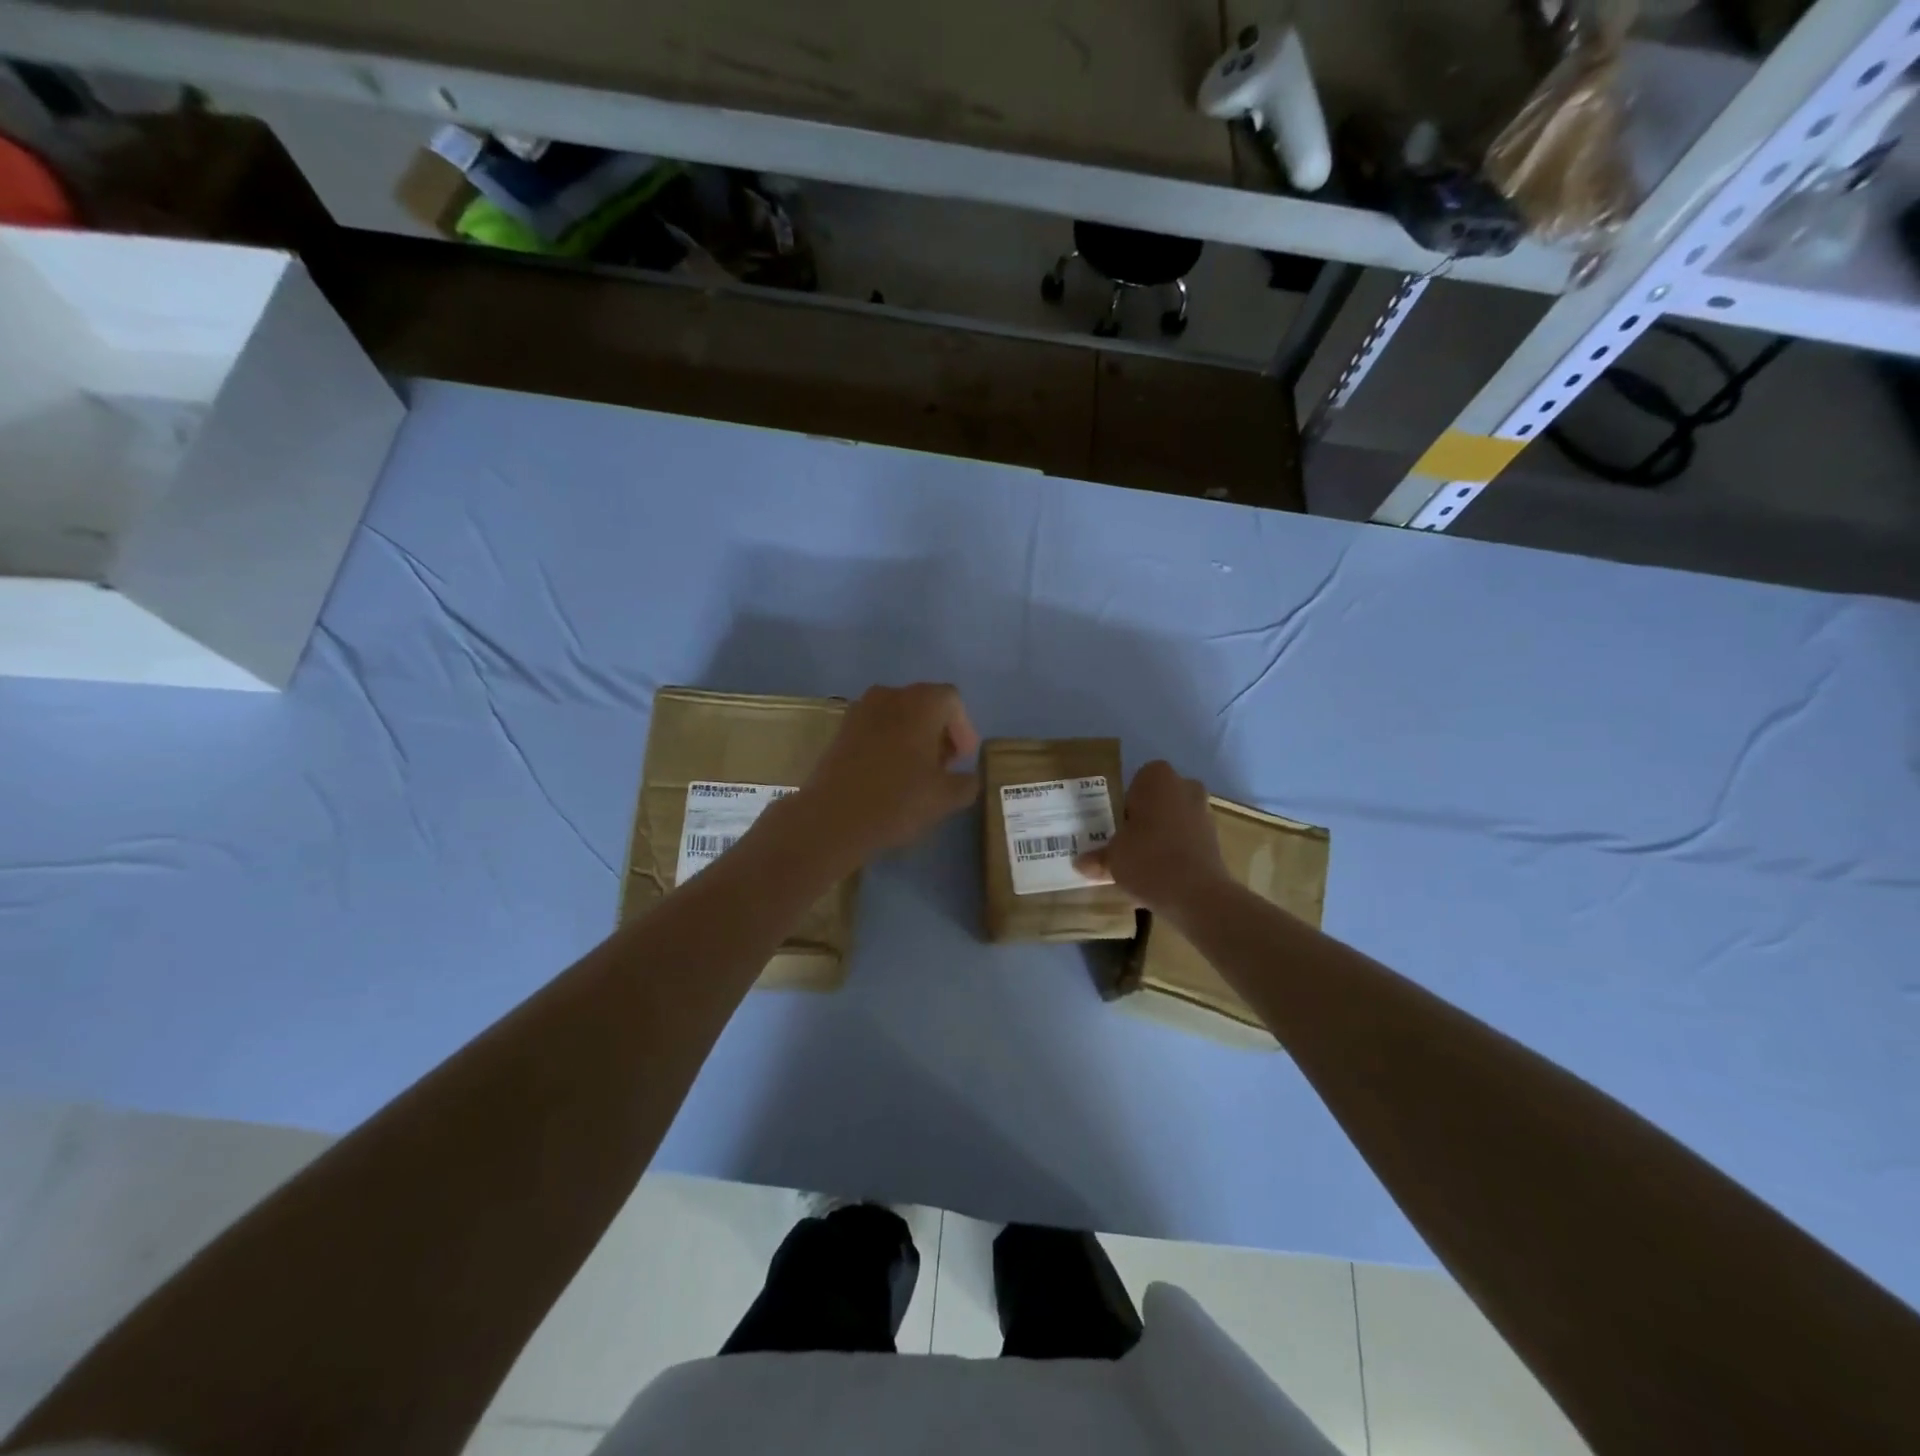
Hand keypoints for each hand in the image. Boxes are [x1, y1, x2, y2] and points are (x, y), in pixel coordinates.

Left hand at [793, 683, 979, 863]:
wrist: (832, 818)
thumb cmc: (897, 801)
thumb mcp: (945, 798)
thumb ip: (967, 782)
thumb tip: (968, 777)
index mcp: (921, 702)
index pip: (952, 701)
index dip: (963, 729)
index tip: (962, 760)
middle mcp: (890, 695)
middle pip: (925, 704)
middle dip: (939, 732)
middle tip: (944, 766)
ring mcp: (861, 710)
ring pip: (899, 715)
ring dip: (914, 737)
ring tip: (917, 772)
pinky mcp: (841, 729)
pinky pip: (876, 727)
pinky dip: (889, 742)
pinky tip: (890, 774)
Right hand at [1076, 760, 1228, 917]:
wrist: (1197, 894)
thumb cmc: (1147, 859)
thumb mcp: (1112, 858)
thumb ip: (1097, 857)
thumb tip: (1081, 863)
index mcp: (1157, 778)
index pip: (1136, 781)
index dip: (1126, 803)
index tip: (1118, 826)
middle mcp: (1185, 786)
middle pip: (1159, 798)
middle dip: (1146, 816)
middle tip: (1128, 841)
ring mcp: (1205, 811)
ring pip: (1176, 817)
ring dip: (1163, 833)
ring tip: (1145, 861)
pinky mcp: (1216, 838)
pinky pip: (1189, 837)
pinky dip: (1178, 849)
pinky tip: (1164, 872)